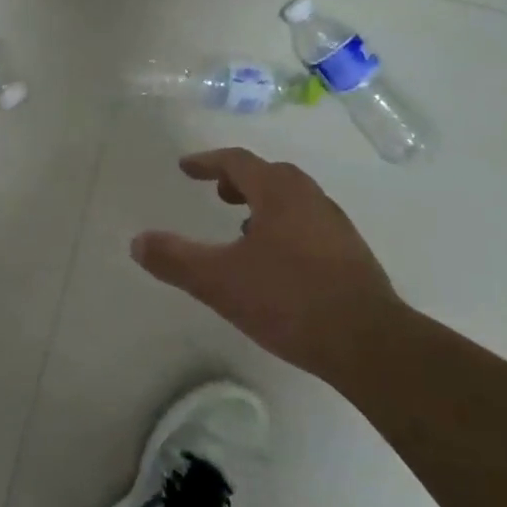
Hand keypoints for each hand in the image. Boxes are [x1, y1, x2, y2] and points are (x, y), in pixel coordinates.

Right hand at [132, 147, 404, 379]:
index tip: (186, 168)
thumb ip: (175, 259)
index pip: (239, 162)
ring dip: (264, 203)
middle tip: (217, 193)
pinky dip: (284, 227)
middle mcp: (311, 200)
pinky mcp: (351, 257)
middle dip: (240, 180)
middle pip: (271, 175)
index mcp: (280, 194)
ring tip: (242, 227)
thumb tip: (137, 242)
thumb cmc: (289, 300)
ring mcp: (336, 228)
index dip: (208, 162)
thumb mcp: (218, 281)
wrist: (369, 344)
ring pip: (293, 201)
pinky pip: (309, 225)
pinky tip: (275, 261)